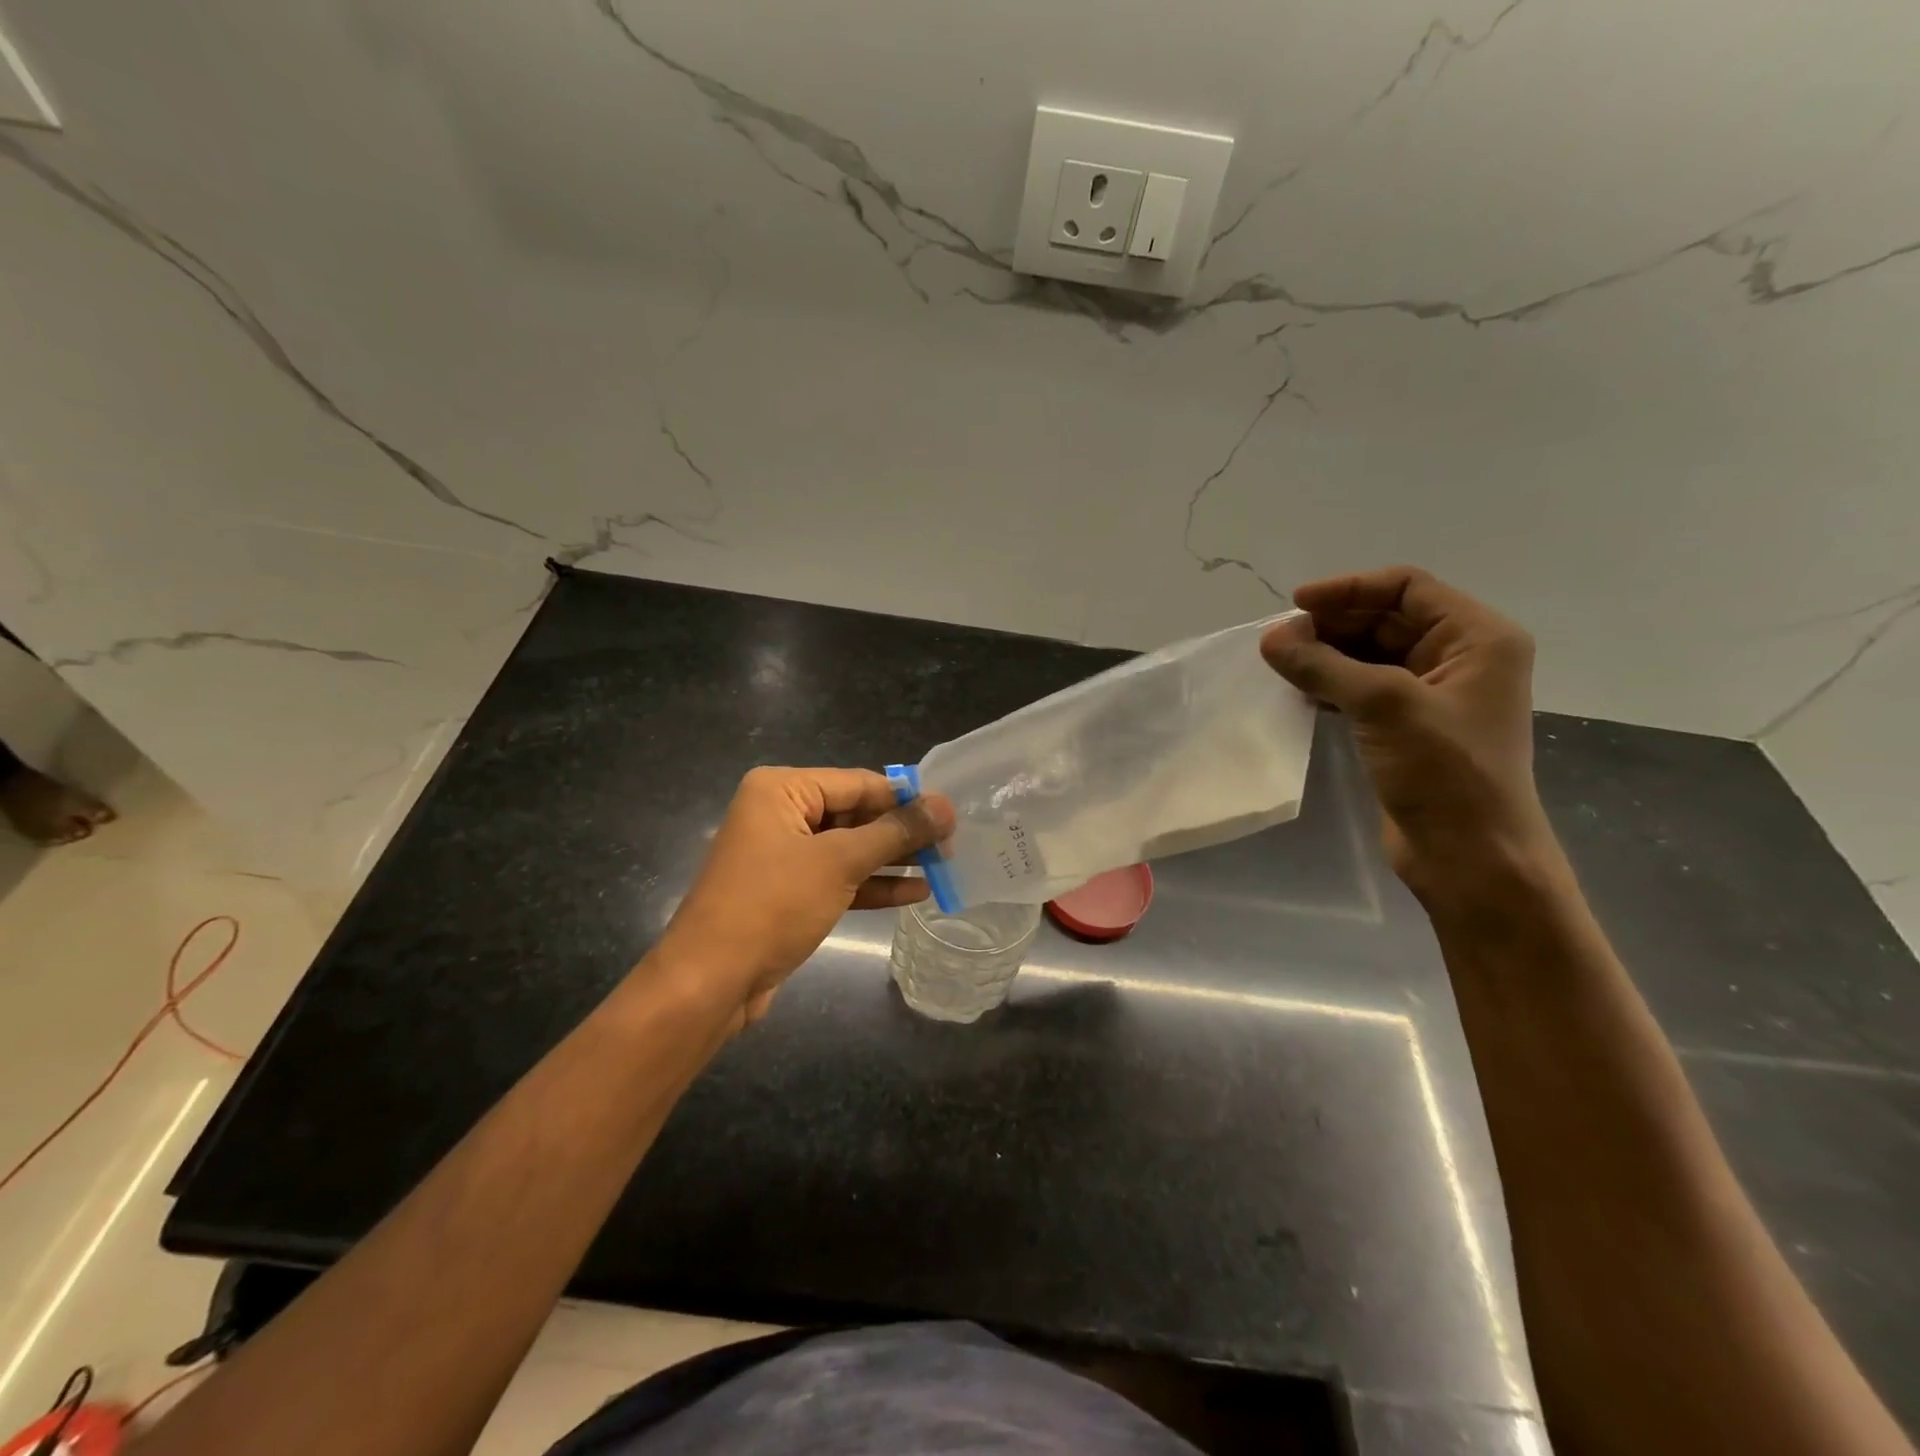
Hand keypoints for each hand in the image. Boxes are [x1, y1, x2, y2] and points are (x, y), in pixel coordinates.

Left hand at [654, 767, 953, 1028]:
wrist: (710, 982)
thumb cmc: (772, 905)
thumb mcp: (840, 862)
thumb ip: (895, 832)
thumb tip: (945, 806)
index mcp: (782, 789)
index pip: (859, 783)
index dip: (906, 798)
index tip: (952, 813)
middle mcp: (780, 813)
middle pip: (855, 814)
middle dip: (901, 832)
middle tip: (952, 844)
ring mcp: (783, 855)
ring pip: (849, 848)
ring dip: (893, 860)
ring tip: (943, 866)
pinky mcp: (788, 893)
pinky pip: (838, 878)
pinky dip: (872, 885)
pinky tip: (915, 893)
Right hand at [1260, 567, 1554, 896]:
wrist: (1469, 856)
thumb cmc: (1445, 771)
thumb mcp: (1385, 706)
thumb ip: (1324, 666)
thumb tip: (1270, 638)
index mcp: (1478, 638)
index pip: (1407, 587)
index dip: (1349, 589)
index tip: (1295, 606)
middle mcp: (1460, 658)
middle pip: (1386, 619)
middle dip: (1332, 626)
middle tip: (1280, 642)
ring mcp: (1433, 695)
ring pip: (1369, 655)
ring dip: (1326, 656)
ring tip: (1282, 665)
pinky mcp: (1407, 727)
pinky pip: (1363, 689)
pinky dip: (1331, 685)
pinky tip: (1300, 694)